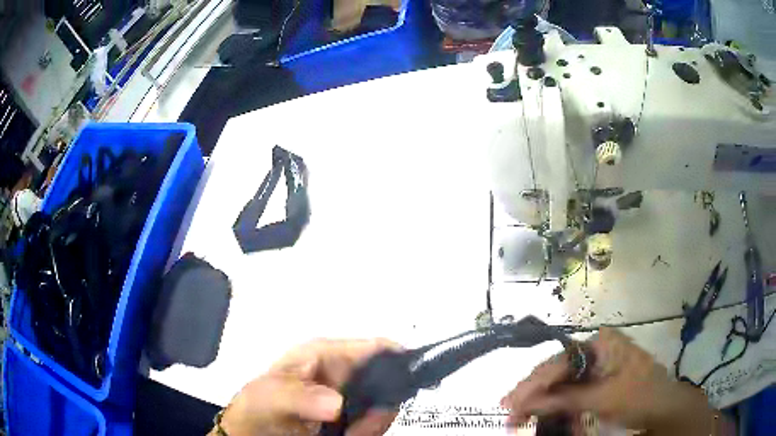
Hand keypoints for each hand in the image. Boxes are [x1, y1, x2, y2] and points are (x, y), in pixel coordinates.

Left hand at [214, 338, 400, 435]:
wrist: (254, 430)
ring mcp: (349, 396)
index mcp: (327, 353)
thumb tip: (339, 403)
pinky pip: (372, 422)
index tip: (409, 387)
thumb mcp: (272, 396)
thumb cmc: (260, 403)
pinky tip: (348, 435)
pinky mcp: (350, 416)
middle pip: (387, 380)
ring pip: (382, 405)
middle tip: (360, 428)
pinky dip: (366, 431)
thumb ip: (303, 398)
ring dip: (372, 423)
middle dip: (383, 405)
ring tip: (347, 433)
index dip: (400, 361)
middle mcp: (344, 371)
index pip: (376, 347)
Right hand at [501, 328, 728, 434]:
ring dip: (541, 402)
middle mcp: (595, 349)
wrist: (664, 407)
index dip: (533, 384)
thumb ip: (565, 399)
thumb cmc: (639, 395)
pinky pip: (571, 392)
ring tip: (519, 418)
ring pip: (561, 383)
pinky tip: (542, 416)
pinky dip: (557, 406)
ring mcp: (597, 366)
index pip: (559, 362)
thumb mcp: (603, 398)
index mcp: (600, 343)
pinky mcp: (597, 381)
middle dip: (533, 394)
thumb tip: (525, 403)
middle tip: (510, 413)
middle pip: (558, 371)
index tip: (510, 403)